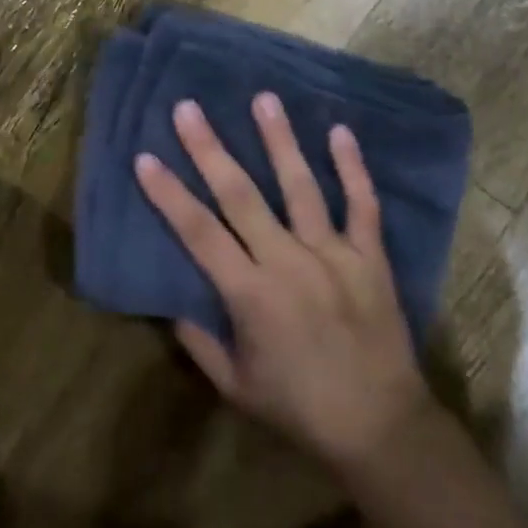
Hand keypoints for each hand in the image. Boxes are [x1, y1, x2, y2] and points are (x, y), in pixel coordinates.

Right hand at [134, 94, 435, 474]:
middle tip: (189, 108)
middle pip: (241, 196)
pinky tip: (340, 131)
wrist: (382, 428)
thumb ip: (200, 342)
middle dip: (210, 149)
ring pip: (301, 187)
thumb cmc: (301, 409)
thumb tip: (172, 304)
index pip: (198, 232)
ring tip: (264, 99)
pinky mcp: (371, 257)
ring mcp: (333, 255)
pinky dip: (352, 168)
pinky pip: (362, 205)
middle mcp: (288, 262)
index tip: (146, 156)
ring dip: (280, 141)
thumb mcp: (236, 386)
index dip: (169, 194)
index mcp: (250, 294)